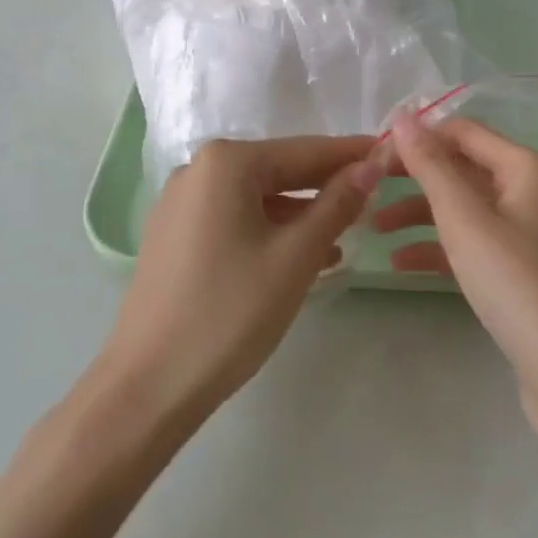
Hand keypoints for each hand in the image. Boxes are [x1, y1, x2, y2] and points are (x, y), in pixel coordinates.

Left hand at [96, 135, 381, 427]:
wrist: (147, 387)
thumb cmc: (230, 313)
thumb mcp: (295, 256)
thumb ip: (337, 203)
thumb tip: (372, 163)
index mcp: (226, 162)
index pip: (305, 151)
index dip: (351, 154)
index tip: (389, 153)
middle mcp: (199, 169)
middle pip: (278, 170)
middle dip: (325, 186)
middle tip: (373, 196)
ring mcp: (181, 202)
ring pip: (257, 197)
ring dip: (300, 214)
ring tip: (345, 235)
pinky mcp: (174, 234)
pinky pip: (234, 218)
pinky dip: (269, 230)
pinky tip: (299, 255)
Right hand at [373, 116, 537, 436]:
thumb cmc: (516, 282)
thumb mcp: (464, 218)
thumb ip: (430, 165)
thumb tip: (402, 117)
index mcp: (527, 168)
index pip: (464, 132)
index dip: (420, 136)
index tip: (374, 151)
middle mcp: (530, 191)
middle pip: (462, 168)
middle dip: (415, 177)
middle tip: (369, 186)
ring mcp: (526, 232)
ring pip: (463, 207)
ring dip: (420, 213)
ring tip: (375, 226)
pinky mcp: (518, 270)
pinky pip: (471, 242)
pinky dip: (438, 247)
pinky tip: (401, 263)